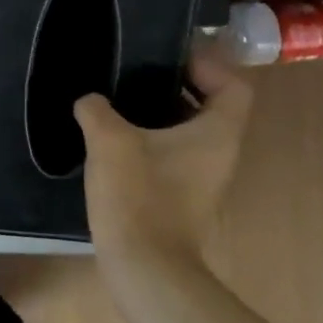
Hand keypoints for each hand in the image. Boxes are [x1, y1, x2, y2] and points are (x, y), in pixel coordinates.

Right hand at [73, 47, 253, 266]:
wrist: (145, 266)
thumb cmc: (138, 196)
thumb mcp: (109, 141)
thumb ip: (96, 110)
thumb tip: (89, 100)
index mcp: (215, 133)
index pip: (233, 85)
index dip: (207, 64)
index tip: (168, 56)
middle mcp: (218, 152)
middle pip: (209, 105)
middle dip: (175, 84)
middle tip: (135, 70)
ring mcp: (201, 177)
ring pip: (187, 130)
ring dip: (157, 112)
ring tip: (117, 99)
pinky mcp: (180, 195)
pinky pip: (171, 153)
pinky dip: (148, 138)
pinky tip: (111, 138)